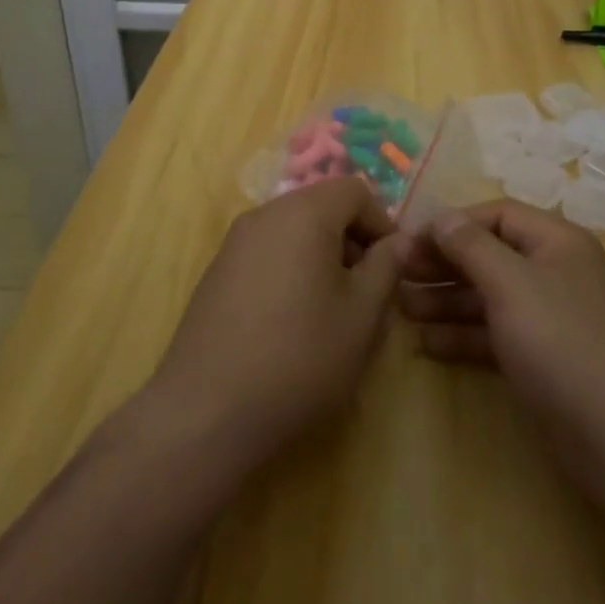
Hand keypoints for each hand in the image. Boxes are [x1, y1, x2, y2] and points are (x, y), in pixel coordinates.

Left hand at [147, 177, 407, 474]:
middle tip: (368, 293)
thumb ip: (386, 267)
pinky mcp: (216, 274)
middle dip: (353, 242)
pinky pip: (268, 255)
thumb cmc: (300, 358)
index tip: (392, 267)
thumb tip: (398, 241)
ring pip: (294, 233)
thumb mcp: (362, 316)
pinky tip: (293, 326)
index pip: (354, 190)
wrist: (206, 414)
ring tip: (334, 314)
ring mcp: (234, 244)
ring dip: (323, 259)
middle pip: (322, 208)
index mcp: (303, 213)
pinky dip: (291, 273)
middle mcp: (264, 215)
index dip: (382, 222)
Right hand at [399, 200, 604, 493]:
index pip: (496, 215)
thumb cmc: (562, 342)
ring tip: (401, 307)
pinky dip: (462, 335)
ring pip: (489, 297)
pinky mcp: (542, 360)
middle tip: (396, 273)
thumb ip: (471, 247)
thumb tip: (441, 217)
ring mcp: (549, 318)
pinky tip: (425, 343)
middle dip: (443, 263)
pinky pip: (494, 334)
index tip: (408, 240)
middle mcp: (554, 272)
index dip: (451, 223)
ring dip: (445, 299)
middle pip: (489, 255)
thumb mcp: (511, 284)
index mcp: (556, 242)